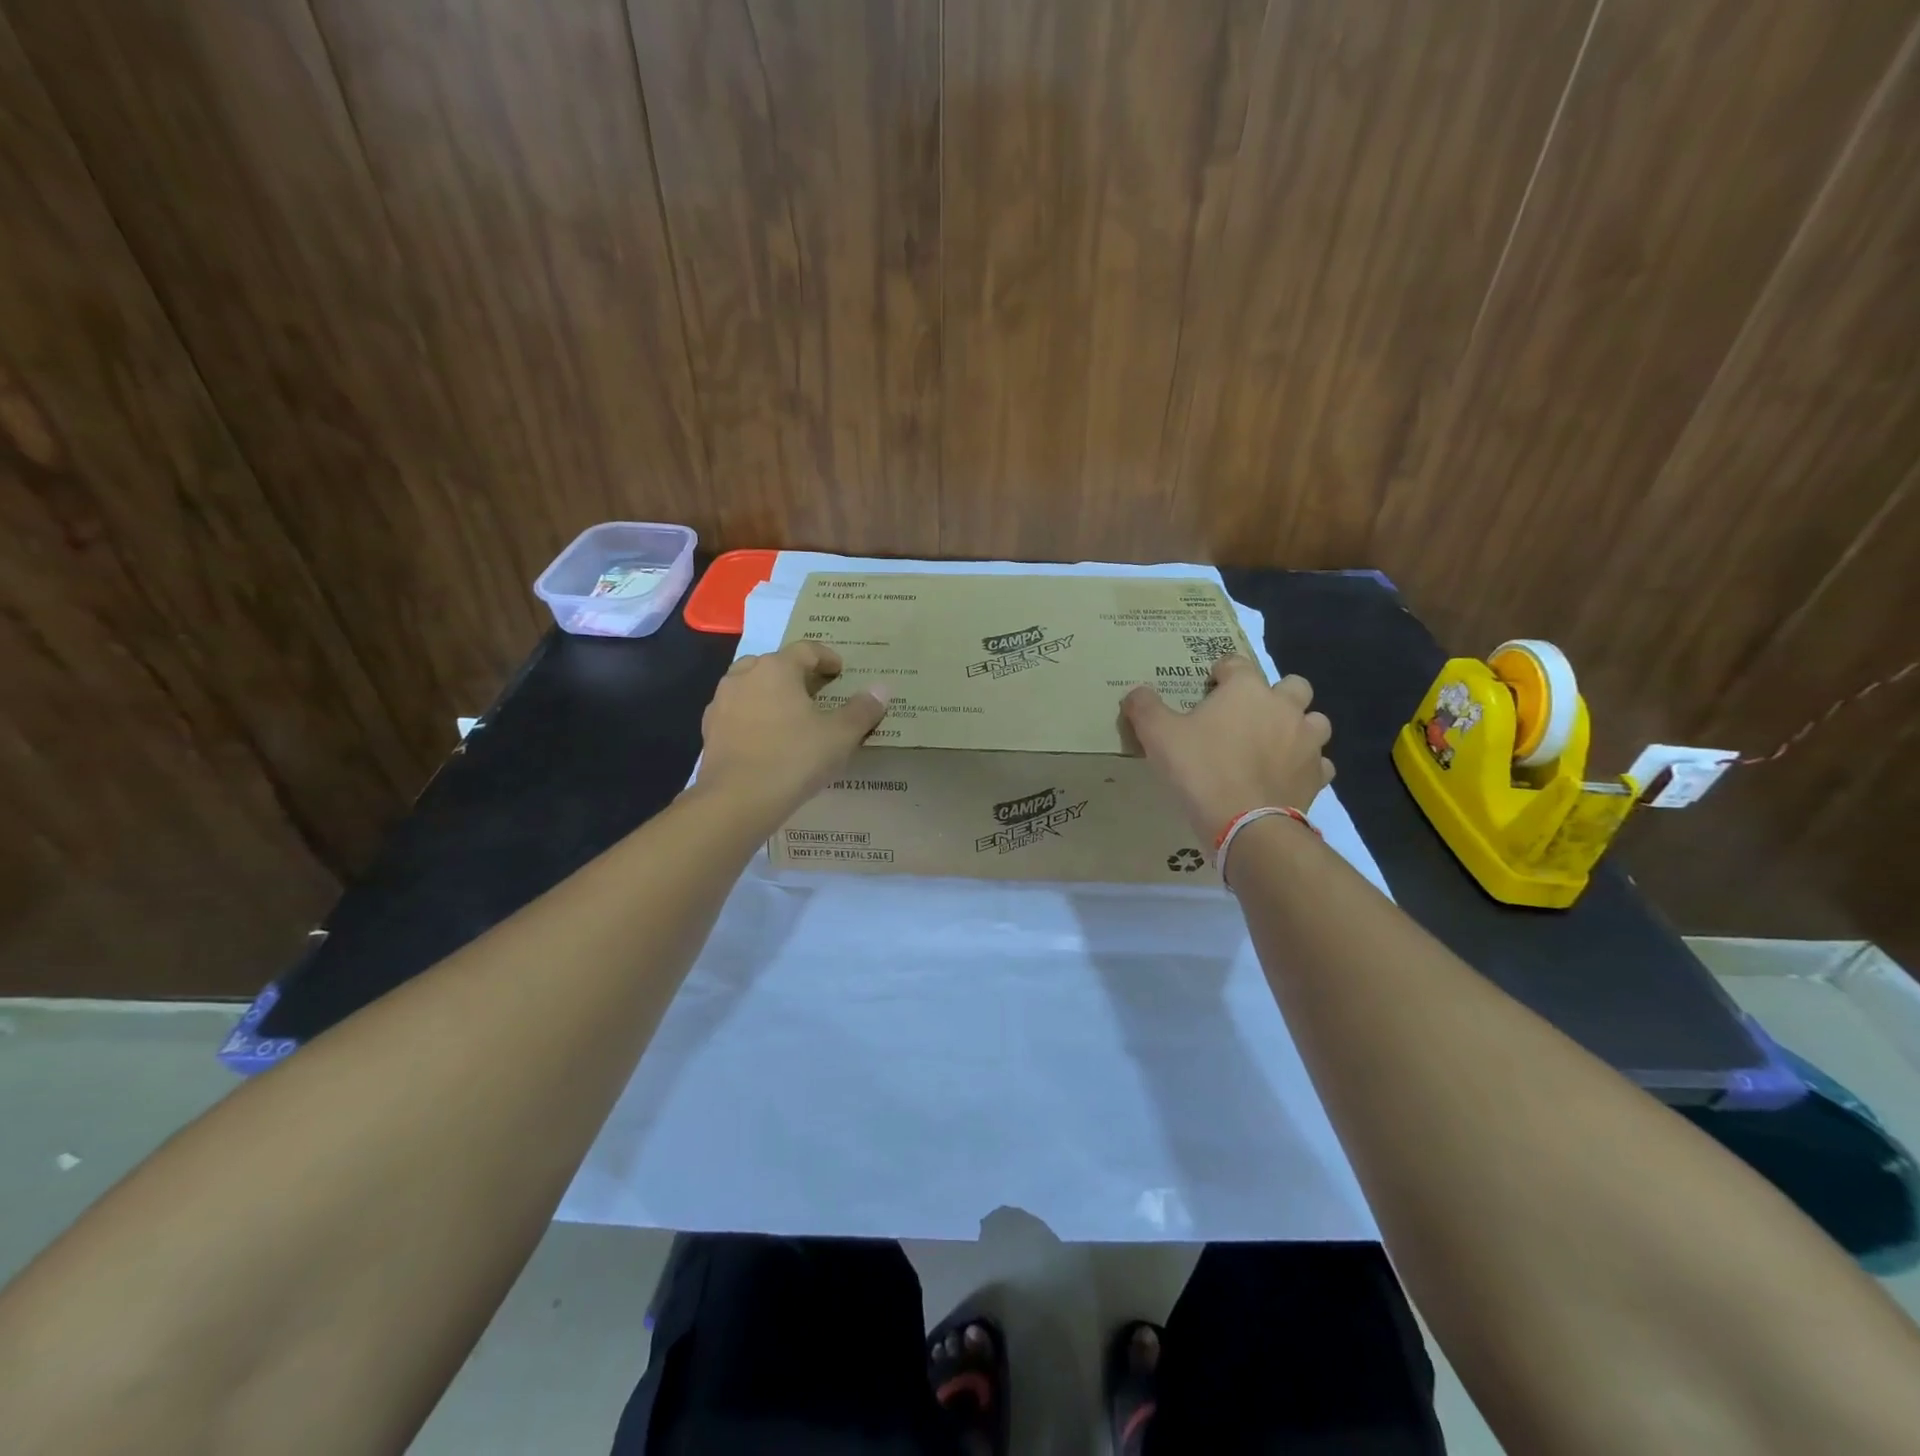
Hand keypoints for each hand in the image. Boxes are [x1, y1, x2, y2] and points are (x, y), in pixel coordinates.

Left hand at [696, 641, 890, 824]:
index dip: (827, 657)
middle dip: (796, 674)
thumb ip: (863, 710)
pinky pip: (738, 712)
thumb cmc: (795, 758)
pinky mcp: (710, 729)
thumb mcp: (840, 736)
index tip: (840, 672)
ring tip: (791, 715)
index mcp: (777, 668)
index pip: (806, 649)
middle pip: (774, 664)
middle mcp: (745, 676)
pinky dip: (754, 716)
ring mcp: (722, 702)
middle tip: (816, 692)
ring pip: (751, 686)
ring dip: (772, 693)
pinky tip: (767, 738)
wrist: (738, 799)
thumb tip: (881, 688)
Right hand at [1122, 654, 1333, 841]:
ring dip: (1298, 726)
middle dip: (1274, 694)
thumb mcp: (1158, 735)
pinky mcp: (1317, 776)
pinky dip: (1305, 765)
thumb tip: (1135, 692)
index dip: (1221, 673)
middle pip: (1292, 685)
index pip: (1236, 664)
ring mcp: (1307, 742)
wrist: (1245, 824)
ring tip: (1274, 743)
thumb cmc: (1200, 769)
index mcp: (1246, 690)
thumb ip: (1144, 708)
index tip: (1208, 688)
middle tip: (1249, 714)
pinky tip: (1286, 776)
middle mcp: (1284, 707)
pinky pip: (1319, 763)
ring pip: (1314, 721)